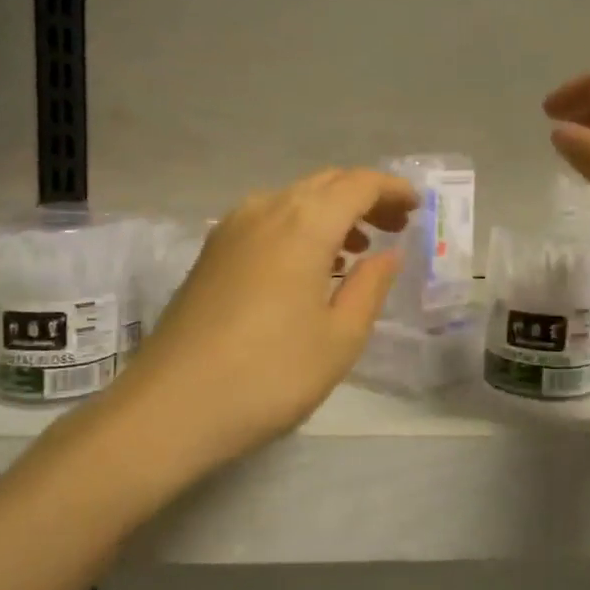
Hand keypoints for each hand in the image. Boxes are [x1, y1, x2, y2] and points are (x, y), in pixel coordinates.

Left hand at [117, 168, 417, 463]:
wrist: (171, 406)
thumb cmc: (270, 375)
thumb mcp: (339, 338)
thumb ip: (370, 287)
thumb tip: (388, 253)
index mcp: (304, 223)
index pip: (358, 183)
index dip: (392, 189)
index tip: (418, 207)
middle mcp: (265, 209)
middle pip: (324, 184)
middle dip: (364, 197)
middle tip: (395, 226)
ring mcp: (230, 228)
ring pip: (292, 200)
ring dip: (330, 213)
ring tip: (357, 249)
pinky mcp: (210, 252)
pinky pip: (267, 220)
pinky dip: (298, 228)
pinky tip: (308, 266)